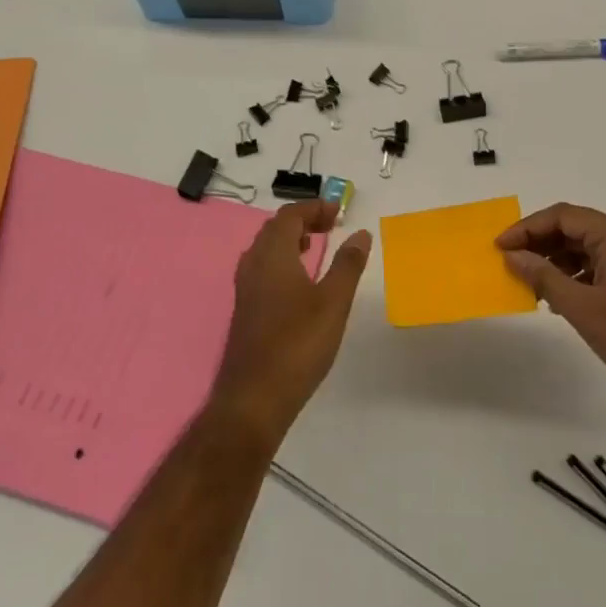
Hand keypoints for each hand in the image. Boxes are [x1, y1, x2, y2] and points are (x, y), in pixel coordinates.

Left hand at [208, 201, 372, 447]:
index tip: (339, 212)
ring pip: (265, 249)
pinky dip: (282, 260)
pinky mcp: (245, 310)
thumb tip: (360, 233)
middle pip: (274, 228)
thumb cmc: (297, 345)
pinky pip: (262, 268)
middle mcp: (253, 265)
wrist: (254, 398)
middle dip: (302, 220)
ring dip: (289, 239)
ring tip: (314, 245)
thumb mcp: (333, 302)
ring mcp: (245, 289)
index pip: (289, 215)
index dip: (313, 207)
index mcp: (272, 256)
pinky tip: (298, 282)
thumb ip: (348, 265)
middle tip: (330, 225)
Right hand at [496, 203, 605, 413]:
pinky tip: (554, 298)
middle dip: (538, 243)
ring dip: (553, 261)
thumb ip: (543, 276)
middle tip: (508, 263)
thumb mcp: (582, 307)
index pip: (562, 216)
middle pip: (572, 228)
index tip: (499, 247)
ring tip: (526, 283)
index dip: (526, 228)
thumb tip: (511, 255)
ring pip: (583, 249)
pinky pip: (595, 268)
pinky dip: (571, 277)